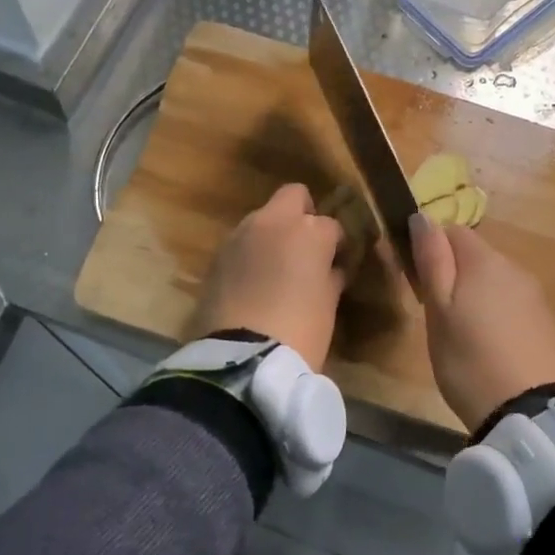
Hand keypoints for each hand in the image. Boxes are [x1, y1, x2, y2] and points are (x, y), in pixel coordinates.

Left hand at [192, 183, 347, 370]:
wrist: (244, 358)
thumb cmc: (301, 331)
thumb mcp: (327, 305)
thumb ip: (331, 277)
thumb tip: (331, 269)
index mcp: (310, 231)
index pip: (332, 225)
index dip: (336, 244)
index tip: (336, 263)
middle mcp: (274, 222)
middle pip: (293, 196)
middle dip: (303, 214)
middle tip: (307, 247)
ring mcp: (241, 235)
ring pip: (263, 218)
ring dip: (273, 234)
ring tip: (276, 268)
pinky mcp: (217, 255)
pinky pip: (242, 242)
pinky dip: (251, 253)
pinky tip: (254, 281)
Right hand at [410, 215, 554, 432]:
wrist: (532, 411)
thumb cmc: (470, 359)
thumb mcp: (438, 310)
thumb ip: (432, 261)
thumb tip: (422, 216)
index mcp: (485, 260)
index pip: (452, 230)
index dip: (429, 248)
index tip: (416, 280)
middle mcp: (514, 268)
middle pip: (475, 255)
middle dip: (452, 273)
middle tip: (434, 312)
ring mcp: (534, 295)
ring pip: (493, 280)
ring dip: (474, 294)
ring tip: (460, 333)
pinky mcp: (545, 322)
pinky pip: (511, 303)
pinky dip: (495, 314)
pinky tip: (488, 344)